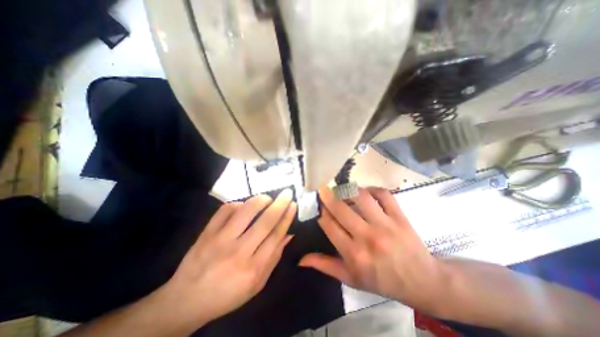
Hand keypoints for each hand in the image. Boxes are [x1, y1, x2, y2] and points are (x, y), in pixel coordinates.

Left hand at [159, 191, 294, 327]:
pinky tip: (244, 206)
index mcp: (253, 268)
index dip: (287, 217)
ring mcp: (220, 240)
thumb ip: (274, 258)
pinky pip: (225, 209)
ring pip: (245, 211)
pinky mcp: (206, 233)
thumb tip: (288, 234)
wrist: (186, 300)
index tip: (293, 204)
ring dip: (260, 200)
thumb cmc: (227, 295)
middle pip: (265, 222)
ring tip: (267, 199)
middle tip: (287, 193)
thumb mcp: (257, 284)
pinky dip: (238, 203)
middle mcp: (238, 252)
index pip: (276, 235)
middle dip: (280, 204)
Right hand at [300, 185, 444, 312]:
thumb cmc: (382, 280)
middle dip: (327, 196)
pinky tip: (365, 192)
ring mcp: (385, 225)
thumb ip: (325, 266)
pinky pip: (383, 194)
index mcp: (354, 254)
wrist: (421, 281)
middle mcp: (367, 237)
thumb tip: (301, 259)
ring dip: (347, 189)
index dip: (321, 214)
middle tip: (322, 189)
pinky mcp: (399, 216)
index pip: (329, 225)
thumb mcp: (351, 278)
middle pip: (340, 208)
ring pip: (361, 197)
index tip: (320, 209)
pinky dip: (372, 189)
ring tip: (341, 189)